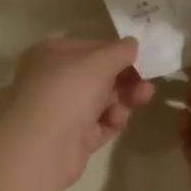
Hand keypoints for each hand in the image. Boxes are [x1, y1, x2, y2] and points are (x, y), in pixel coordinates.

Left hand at [1, 36, 154, 189]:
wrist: (43, 146)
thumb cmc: (68, 90)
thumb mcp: (99, 61)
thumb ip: (120, 50)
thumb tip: (132, 44)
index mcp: (51, 54)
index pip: (89, 47)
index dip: (115, 51)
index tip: (140, 57)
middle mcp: (53, 79)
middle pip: (97, 75)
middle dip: (125, 77)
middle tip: (147, 81)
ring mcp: (62, 110)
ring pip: (102, 100)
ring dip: (124, 97)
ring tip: (143, 97)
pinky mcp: (72, 137)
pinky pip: (100, 124)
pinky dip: (112, 120)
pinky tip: (117, 119)